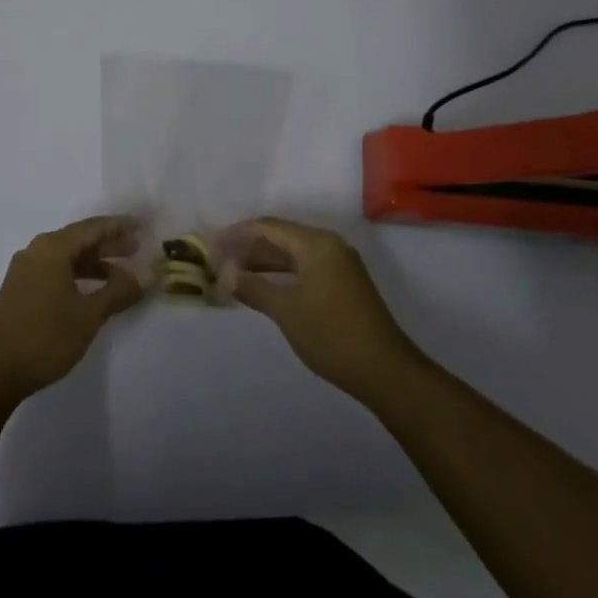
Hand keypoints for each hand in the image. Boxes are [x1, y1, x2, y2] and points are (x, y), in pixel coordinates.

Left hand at [0, 216, 142, 403]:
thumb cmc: (44, 337)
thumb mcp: (88, 315)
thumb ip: (119, 291)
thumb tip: (147, 275)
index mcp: (52, 248)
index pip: (93, 228)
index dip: (120, 226)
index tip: (142, 226)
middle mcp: (37, 251)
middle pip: (79, 239)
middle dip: (109, 244)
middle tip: (137, 248)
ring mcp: (25, 270)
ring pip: (67, 257)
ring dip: (95, 263)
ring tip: (122, 274)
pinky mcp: (20, 289)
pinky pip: (56, 270)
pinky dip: (78, 275)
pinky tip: (93, 291)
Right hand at [233, 218, 426, 401]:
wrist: (385, 370)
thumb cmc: (331, 335)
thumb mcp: (286, 311)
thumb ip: (254, 288)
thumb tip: (226, 275)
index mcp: (316, 243)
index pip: (269, 226)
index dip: (238, 233)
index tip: (212, 244)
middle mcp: (329, 245)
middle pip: (281, 236)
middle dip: (249, 246)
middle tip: (219, 258)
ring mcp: (339, 264)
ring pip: (293, 253)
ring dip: (264, 261)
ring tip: (234, 271)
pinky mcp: (343, 283)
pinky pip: (305, 267)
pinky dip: (282, 273)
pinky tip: (263, 285)